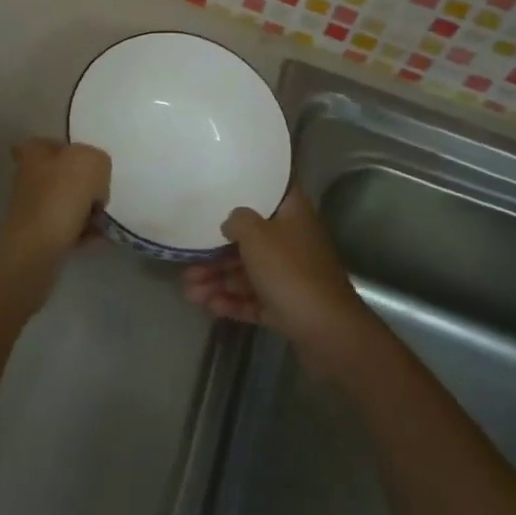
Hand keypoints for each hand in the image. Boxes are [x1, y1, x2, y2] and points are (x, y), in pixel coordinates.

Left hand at [0, 138, 109, 268]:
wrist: (36, 249)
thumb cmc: (61, 195)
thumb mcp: (92, 161)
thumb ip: (99, 161)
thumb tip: (95, 181)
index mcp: (35, 152)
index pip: (53, 143)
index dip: (72, 151)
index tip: (89, 165)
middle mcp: (29, 177)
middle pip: (64, 175)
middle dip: (86, 187)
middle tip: (101, 196)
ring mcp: (33, 208)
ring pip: (68, 204)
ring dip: (88, 211)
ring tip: (104, 221)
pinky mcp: (38, 237)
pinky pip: (69, 229)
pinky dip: (85, 233)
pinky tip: (100, 238)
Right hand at [181, 187, 378, 368]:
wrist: (328, 333)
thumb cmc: (290, 272)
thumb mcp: (257, 236)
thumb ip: (238, 220)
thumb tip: (231, 221)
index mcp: (293, 213)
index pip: (275, 187)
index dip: (252, 182)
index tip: (226, 181)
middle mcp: (292, 239)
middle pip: (251, 237)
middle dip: (218, 248)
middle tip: (188, 258)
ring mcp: (290, 275)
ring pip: (249, 271)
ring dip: (218, 278)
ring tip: (188, 290)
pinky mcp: (286, 306)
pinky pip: (253, 298)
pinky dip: (231, 300)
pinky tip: (207, 306)